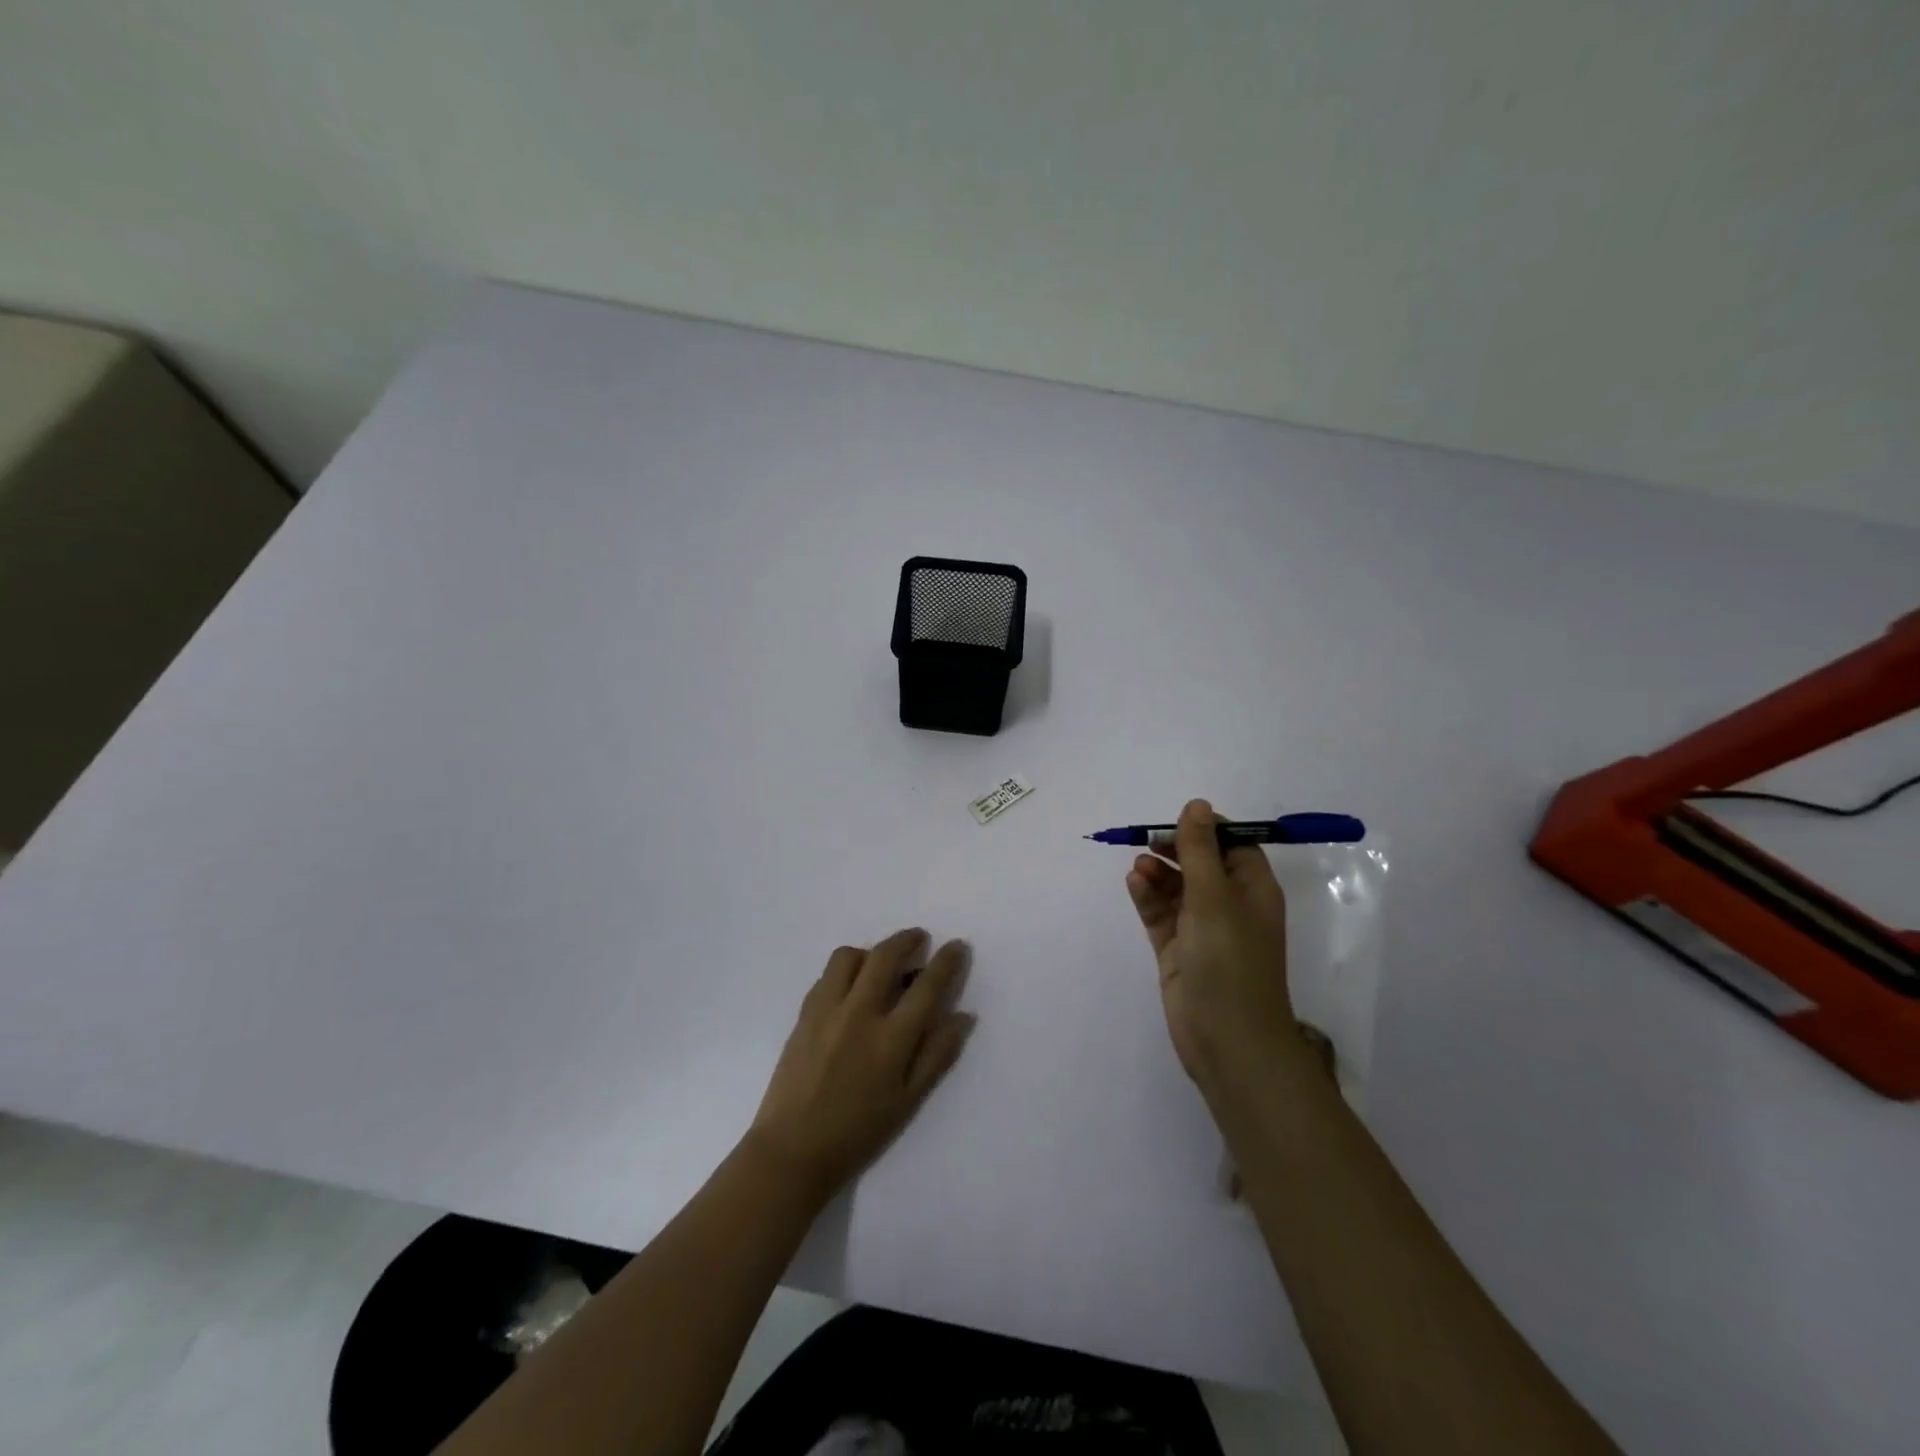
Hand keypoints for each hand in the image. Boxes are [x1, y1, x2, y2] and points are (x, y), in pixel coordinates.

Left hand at [746, 929, 973, 1199]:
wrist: (793, 1150)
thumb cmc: (858, 1132)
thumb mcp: (908, 1101)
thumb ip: (937, 1055)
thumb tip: (962, 1016)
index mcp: (890, 1039)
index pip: (926, 986)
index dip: (946, 961)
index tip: (957, 945)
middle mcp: (858, 1014)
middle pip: (885, 956)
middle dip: (907, 939)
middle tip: (919, 938)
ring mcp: (826, 1010)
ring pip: (848, 956)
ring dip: (870, 951)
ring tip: (879, 965)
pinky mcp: (803, 1014)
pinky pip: (826, 976)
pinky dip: (844, 971)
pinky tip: (850, 989)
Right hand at [1125, 799, 1296, 1090]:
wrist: (1227, 1040)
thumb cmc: (1229, 960)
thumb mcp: (1214, 896)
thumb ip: (1200, 850)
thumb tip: (1197, 805)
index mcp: (1252, 889)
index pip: (1233, 844)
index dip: (1206, 830)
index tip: (1176, 823)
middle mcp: (1229, 905)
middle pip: (1200, 863)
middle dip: (1174, 849)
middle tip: (1148, 842)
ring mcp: (1202, 929)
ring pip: (1176, 888)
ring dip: (1158, 873)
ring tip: (1138, 867)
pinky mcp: (1178, 950)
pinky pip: (1161, 913)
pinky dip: (1148, 897)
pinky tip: (1134, 884)